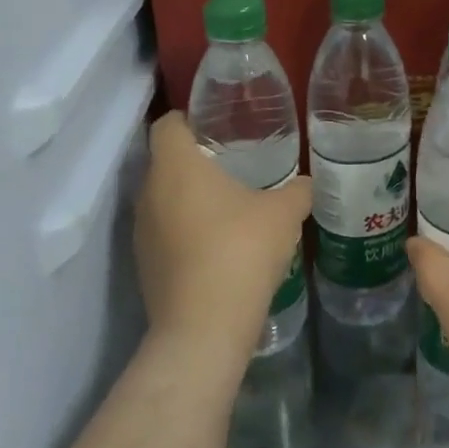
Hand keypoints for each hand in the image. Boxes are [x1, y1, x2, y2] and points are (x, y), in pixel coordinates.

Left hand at [134, 112, 311, 380]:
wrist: (204, 328)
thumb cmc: (241, 251)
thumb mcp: (284, 213)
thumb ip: (297, 190)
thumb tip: (306, 183)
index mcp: (176, 166)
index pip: (168, 124)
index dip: (190, 119)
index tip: (219, 126)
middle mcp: (149, 192)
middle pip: (165, 161)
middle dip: (195, 159)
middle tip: (234, 162)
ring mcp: (142, 231)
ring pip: (163, 198)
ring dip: (189, 197)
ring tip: (229, 203)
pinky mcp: (144, 265)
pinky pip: (164, 232)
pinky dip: (185, 230)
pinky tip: (218, 244)